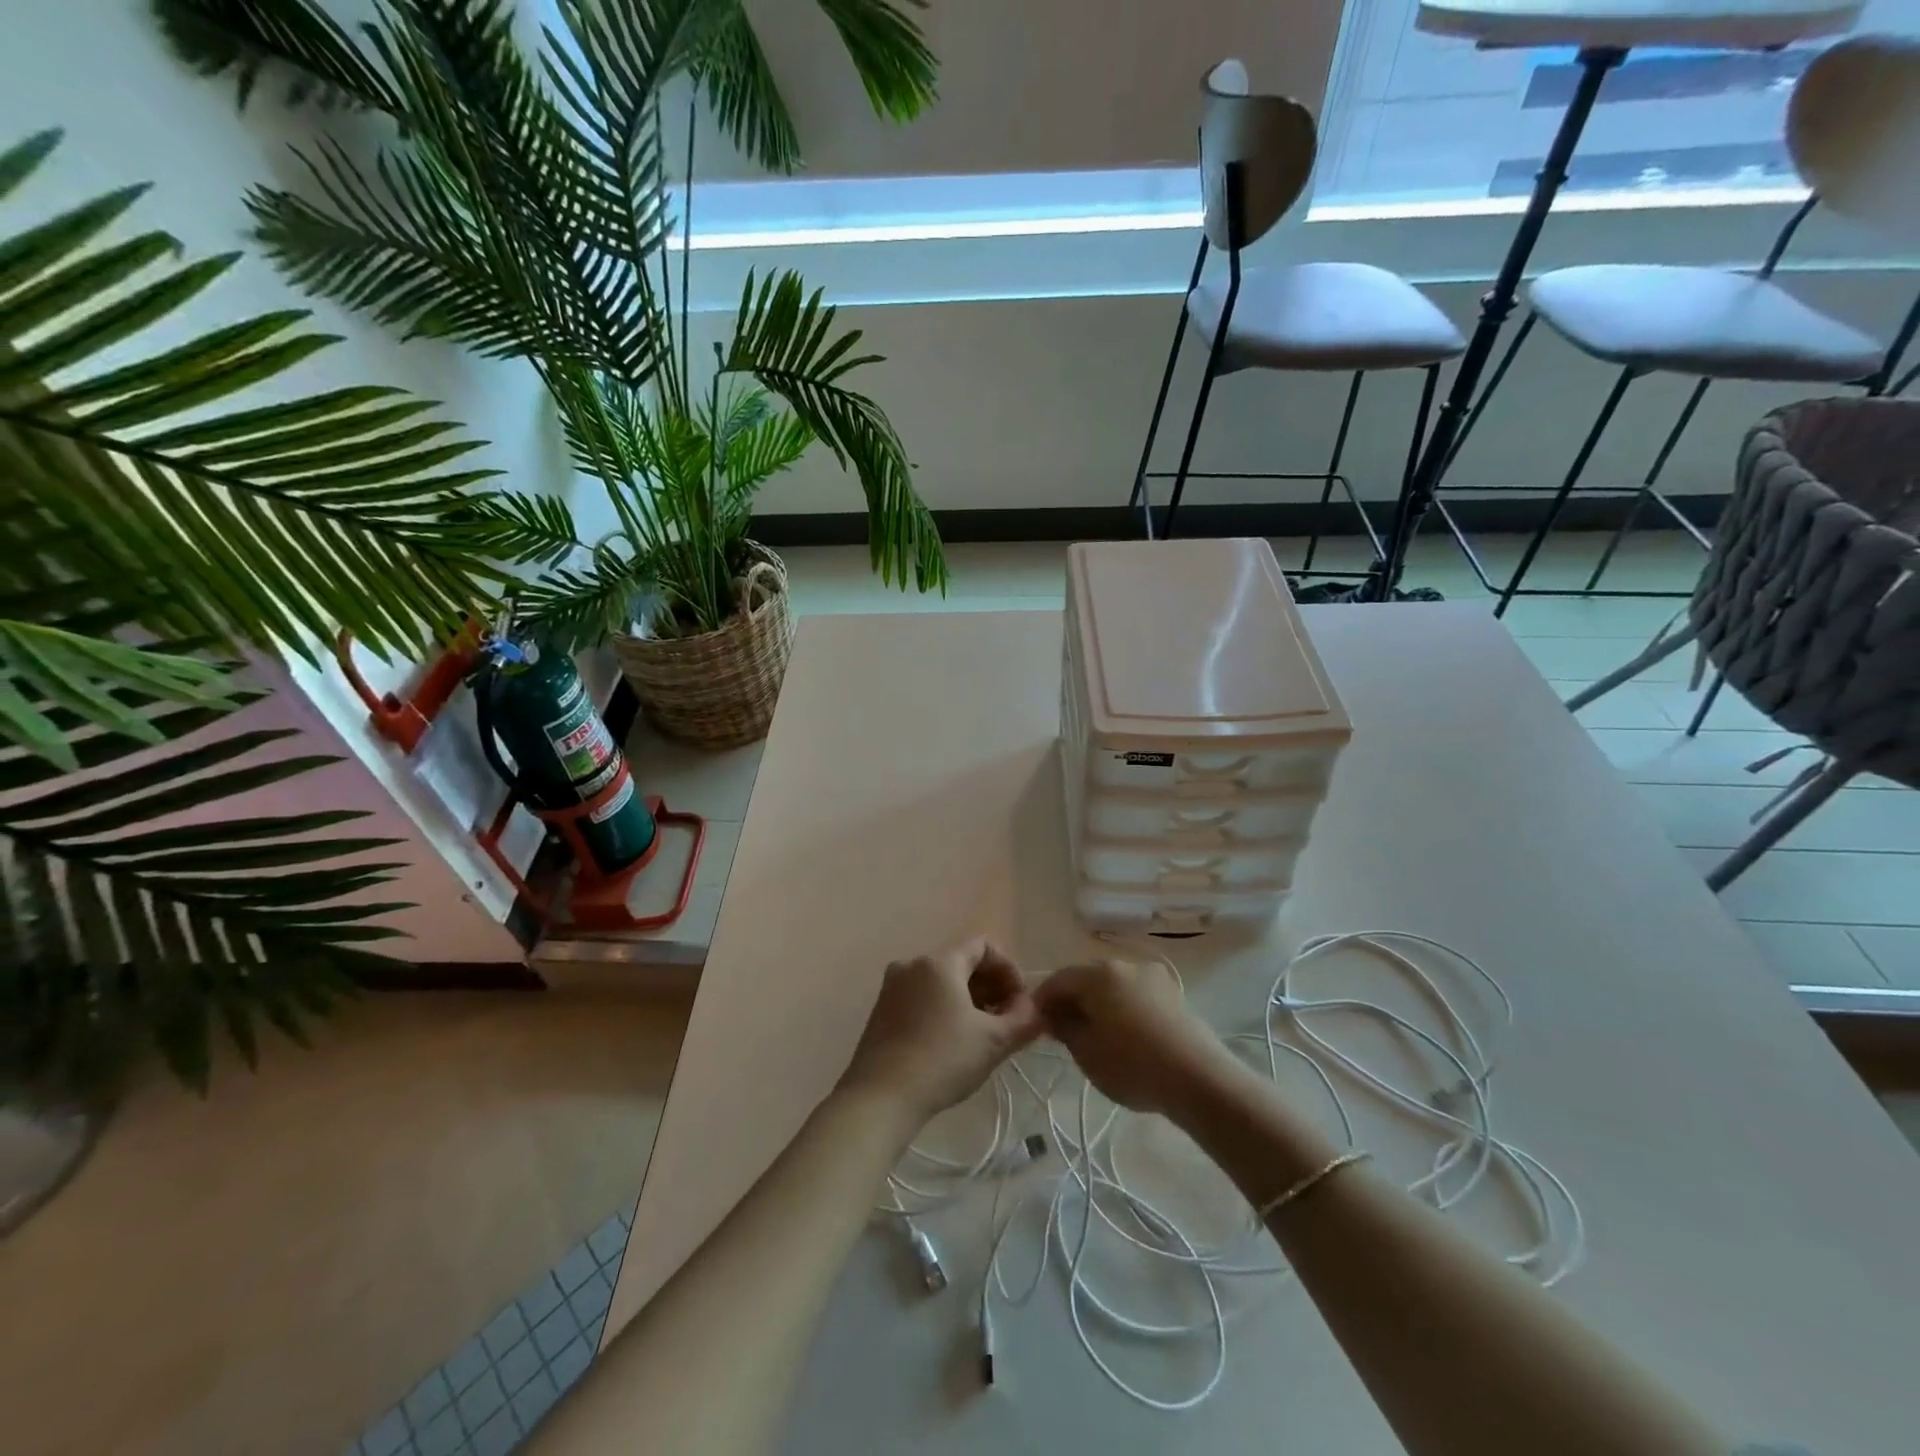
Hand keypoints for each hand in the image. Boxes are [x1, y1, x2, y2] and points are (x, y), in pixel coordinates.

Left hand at [838, 939, 1044, 1120]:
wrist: (880, 1098)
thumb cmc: (942, 1060)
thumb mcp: (993, 1041)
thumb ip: (1023, 1019)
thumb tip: (1037, 1008)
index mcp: (939, 962)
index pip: (983, 946)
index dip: (1009, 970)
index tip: (1020, 1003)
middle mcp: (912, 964)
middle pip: (961, 962)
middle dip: (990, 986)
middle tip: (1006, 1021)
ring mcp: (892, 986)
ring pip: (941, 981)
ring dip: (968, 999)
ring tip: (982, 1034)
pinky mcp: (881, 1010)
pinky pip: (922, 996)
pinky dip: (943, 1008)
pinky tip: (952, 1041)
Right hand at [1035, 958, 1229, 1116]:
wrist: (1199, 1079)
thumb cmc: (1132, 1065)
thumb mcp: (1086, 1052)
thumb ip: (1064, 1028)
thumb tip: (1054, 1014)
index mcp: (1099, 974)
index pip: (1058, 979)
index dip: (1042, 1000)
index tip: (1035, 1024)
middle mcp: (1125, 965)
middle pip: (1087, 979)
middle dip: (1072, 1001)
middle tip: (1063, 1031)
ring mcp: (1153, 977)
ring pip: (1113, 986)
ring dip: (1099, 1005)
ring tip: (1095, 1035)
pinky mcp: (1174, 994)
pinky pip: (1136, 995)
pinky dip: (1123, 1009)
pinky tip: (1125, 1035)